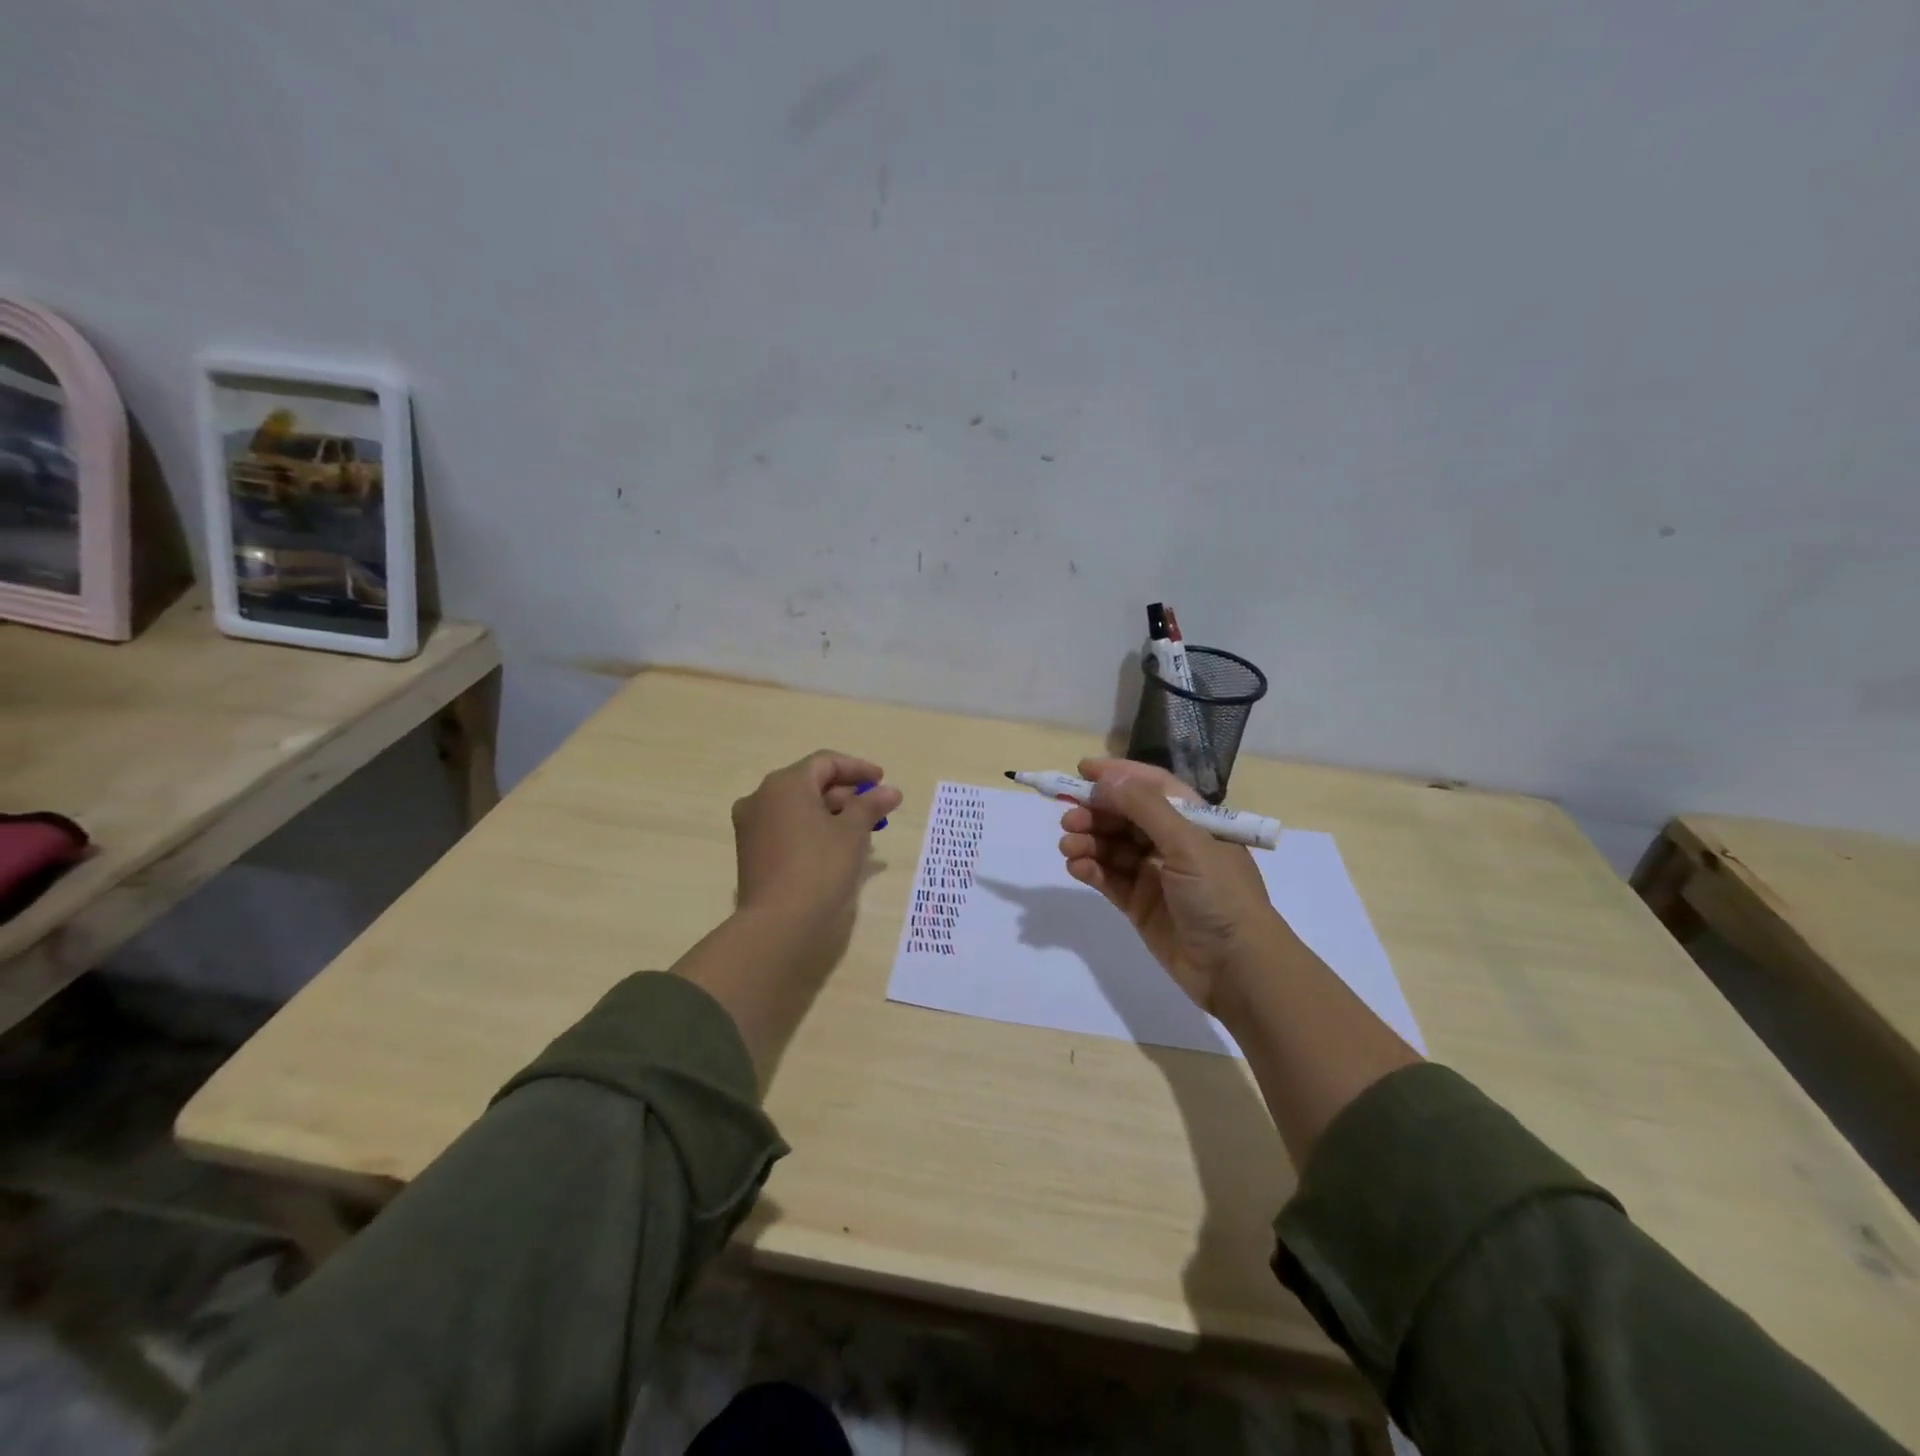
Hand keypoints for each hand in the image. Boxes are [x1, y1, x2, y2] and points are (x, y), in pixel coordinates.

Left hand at [732, 750, 902, 960]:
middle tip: (875, 810)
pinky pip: (786, 827)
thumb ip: (871, 805)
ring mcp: (751, 825)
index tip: (882, 781)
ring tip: (861, 830)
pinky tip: (835, 847)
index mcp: (785, 784)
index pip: (825, 762)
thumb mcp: (852, 832)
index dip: (857, 768)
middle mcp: (761, 797)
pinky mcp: (751, 851)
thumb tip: (891, 791)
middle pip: (810, 783)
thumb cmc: (819, 868)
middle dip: (846, 793)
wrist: (777, 924)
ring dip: (831, 812)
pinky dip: (812, 829)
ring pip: (798, 807)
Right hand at [1057, 757, 1290, 1018]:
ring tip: (1068, 847)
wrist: (1238, 968)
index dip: (1118, 775)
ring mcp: (1155, 874)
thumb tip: (1107, 779)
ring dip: (1088, 841)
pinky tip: (1077, 867)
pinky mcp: (1140, 904)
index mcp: (1193, 820)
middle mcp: (1172, 842)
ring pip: (1112, 847)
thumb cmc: (1220, 894)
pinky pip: (1109, 878)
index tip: (1081, 769)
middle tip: (1068, 819)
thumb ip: (1145, 808)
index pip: (1151, 786)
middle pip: (1125, 816)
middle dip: (1096, 812)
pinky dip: (1091, 869)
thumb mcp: (1188, 842)